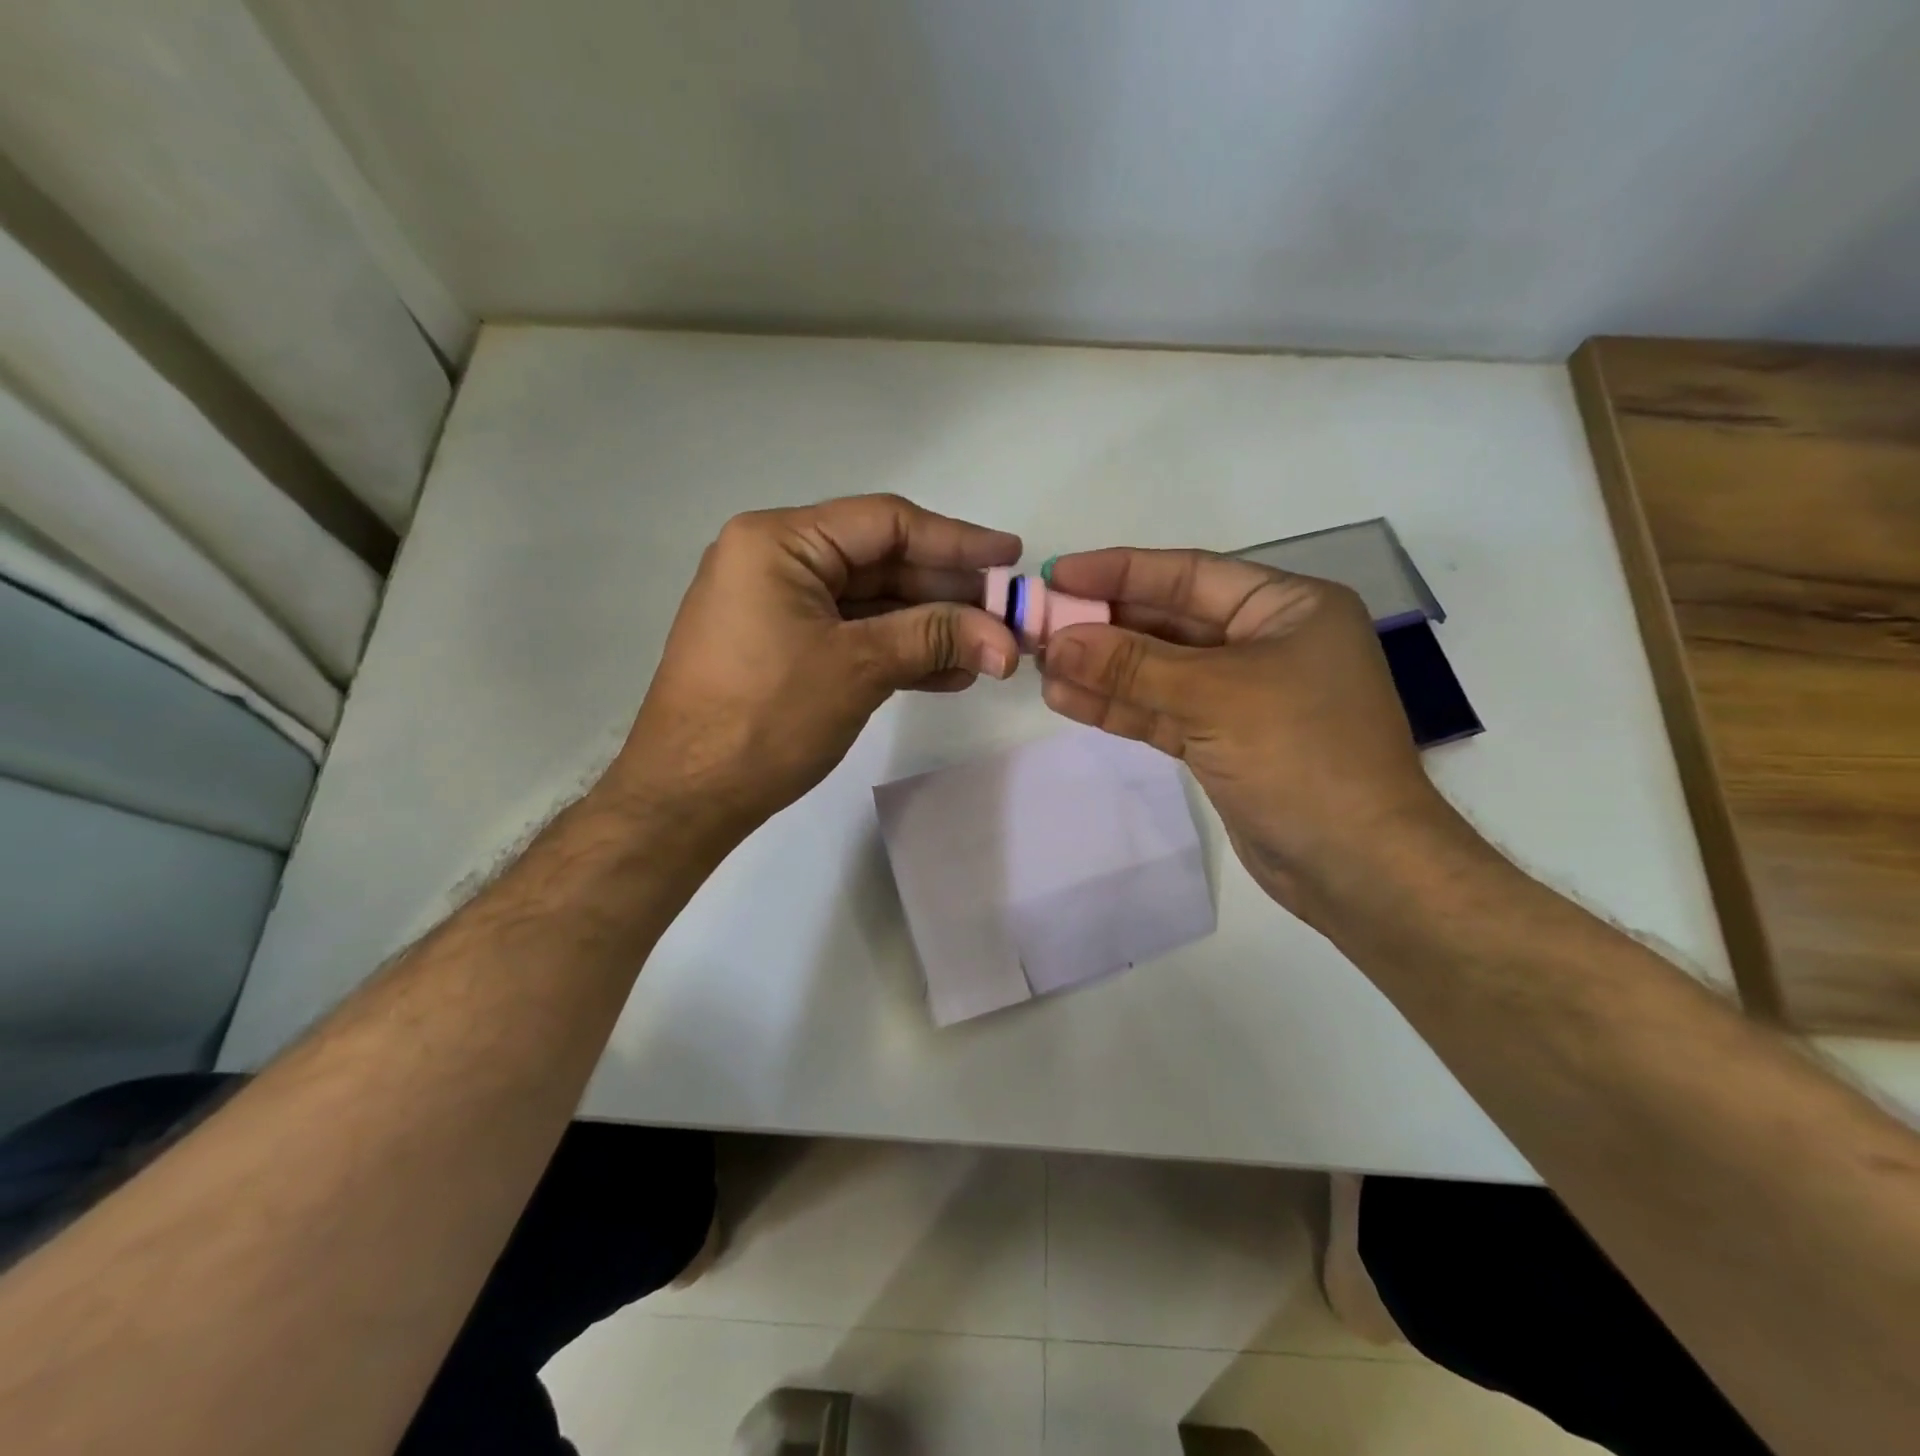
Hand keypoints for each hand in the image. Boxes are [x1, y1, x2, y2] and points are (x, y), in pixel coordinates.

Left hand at [603, 494, 1020, 846]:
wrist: (687, 797)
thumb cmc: (764, 718)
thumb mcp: (858, 668)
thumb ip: (935, 638)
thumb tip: (1007, 640)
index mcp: (779, 542)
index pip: (885, 523)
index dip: (955, 540)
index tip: (1011, 556)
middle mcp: (774, 562)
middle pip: (880, 563)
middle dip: (947, 592)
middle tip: (1007, 613)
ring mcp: (777, 608)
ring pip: (871, 605)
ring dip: (930, 627)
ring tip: (989, 649)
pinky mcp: (783, 648)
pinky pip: (852, 637)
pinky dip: (898, 652)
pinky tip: (949, 672)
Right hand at [1038, 548, 1465, 928]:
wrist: (1358, 867)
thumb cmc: (1303, 757)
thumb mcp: (1215, 697)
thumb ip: (1133, 665)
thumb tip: (1058, 641)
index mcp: (1286, 607)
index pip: (1189, 574)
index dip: (1119, 571)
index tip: (1057, 574)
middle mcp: (1265, 642)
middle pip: (1169, 622)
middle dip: (1105, 625)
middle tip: (1039, 626)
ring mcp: (1242, 695)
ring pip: (1160, 671)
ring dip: (1103, 669)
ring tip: (1041, 666)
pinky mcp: (1223, 741)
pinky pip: (1162, 712)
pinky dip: (1119, 706)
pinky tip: (1067, 699)